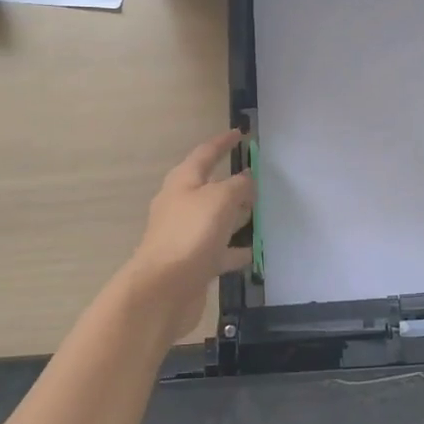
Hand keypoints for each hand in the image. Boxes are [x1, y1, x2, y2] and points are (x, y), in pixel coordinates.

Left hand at [122, 131, 255, 341]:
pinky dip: (234, 249)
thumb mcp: (220, 199)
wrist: (162, 290)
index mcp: (183, 182)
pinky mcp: (192, 263)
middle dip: (232, 182)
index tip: (240, 134)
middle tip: (258, 177)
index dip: (223, 142)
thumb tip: (247, 178)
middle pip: (209, 187)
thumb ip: (237, 185)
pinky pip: (219, 250)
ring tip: (261, 212)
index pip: (205, 153)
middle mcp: (181, 205)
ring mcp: (185, 235)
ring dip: (235, 215)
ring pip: (215, 219)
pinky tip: (253, 252)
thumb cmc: (190, 235)